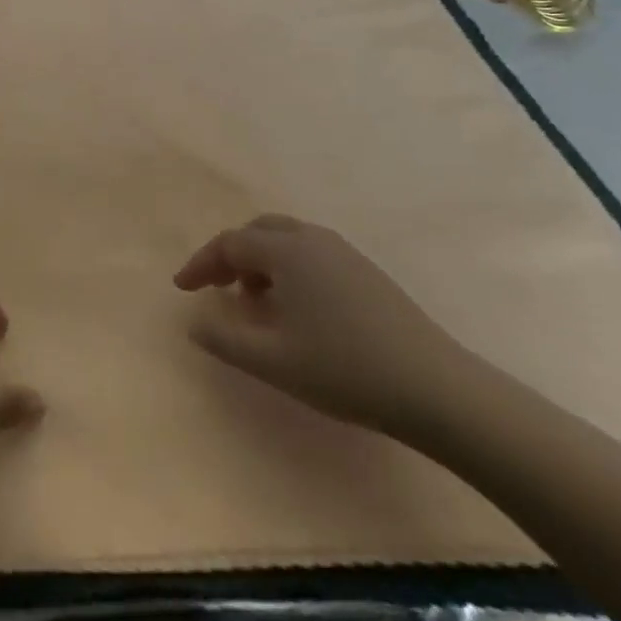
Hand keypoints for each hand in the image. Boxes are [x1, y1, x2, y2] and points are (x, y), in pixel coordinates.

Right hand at [174, 214, 474, 436]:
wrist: (436, 389)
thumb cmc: (344, 370)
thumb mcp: (272, 361)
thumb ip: (223, 339)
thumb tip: (194, 322)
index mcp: (287, 251)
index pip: (229, 244)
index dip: (201, 264)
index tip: (183, 289)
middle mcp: (313, 239)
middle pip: (258, 230)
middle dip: (230, 254)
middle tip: (217, 286)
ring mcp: (345, 253)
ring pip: (287, 239)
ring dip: (260, 260)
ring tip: (253, 299)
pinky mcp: (367, 271)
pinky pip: (311, 253)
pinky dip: (287, 267)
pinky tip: (295, 306)